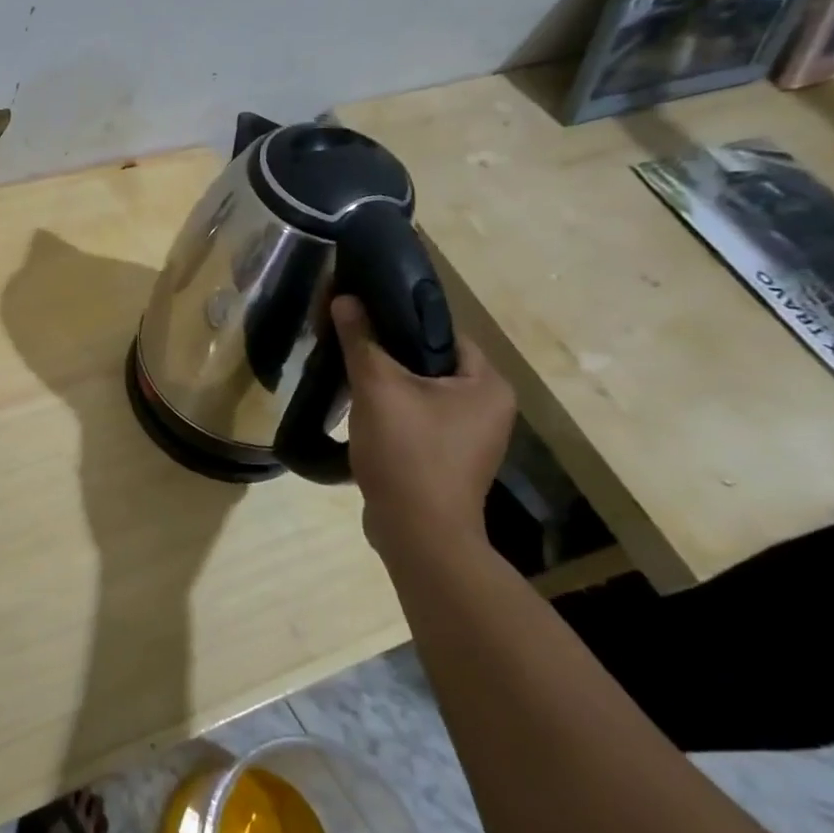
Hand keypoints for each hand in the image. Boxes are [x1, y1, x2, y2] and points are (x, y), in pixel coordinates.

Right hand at [330, 294, 515, 563]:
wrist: (418, 534)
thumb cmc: (408, 452)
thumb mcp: (378, 388)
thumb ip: (362, 339)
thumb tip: (344, 298)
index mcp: (487, 384)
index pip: (443, 332)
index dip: (401, 319)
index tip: (363, 316)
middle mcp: (489, 408)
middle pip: (431, 362)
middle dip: (390, 352)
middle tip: (350, 344)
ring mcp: (470, 438)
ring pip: (422, 392)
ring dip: (388, 383)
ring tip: (349, 373)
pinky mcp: (448, 459)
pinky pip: (419, 419)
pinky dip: (392, 411)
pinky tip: (362, 410)